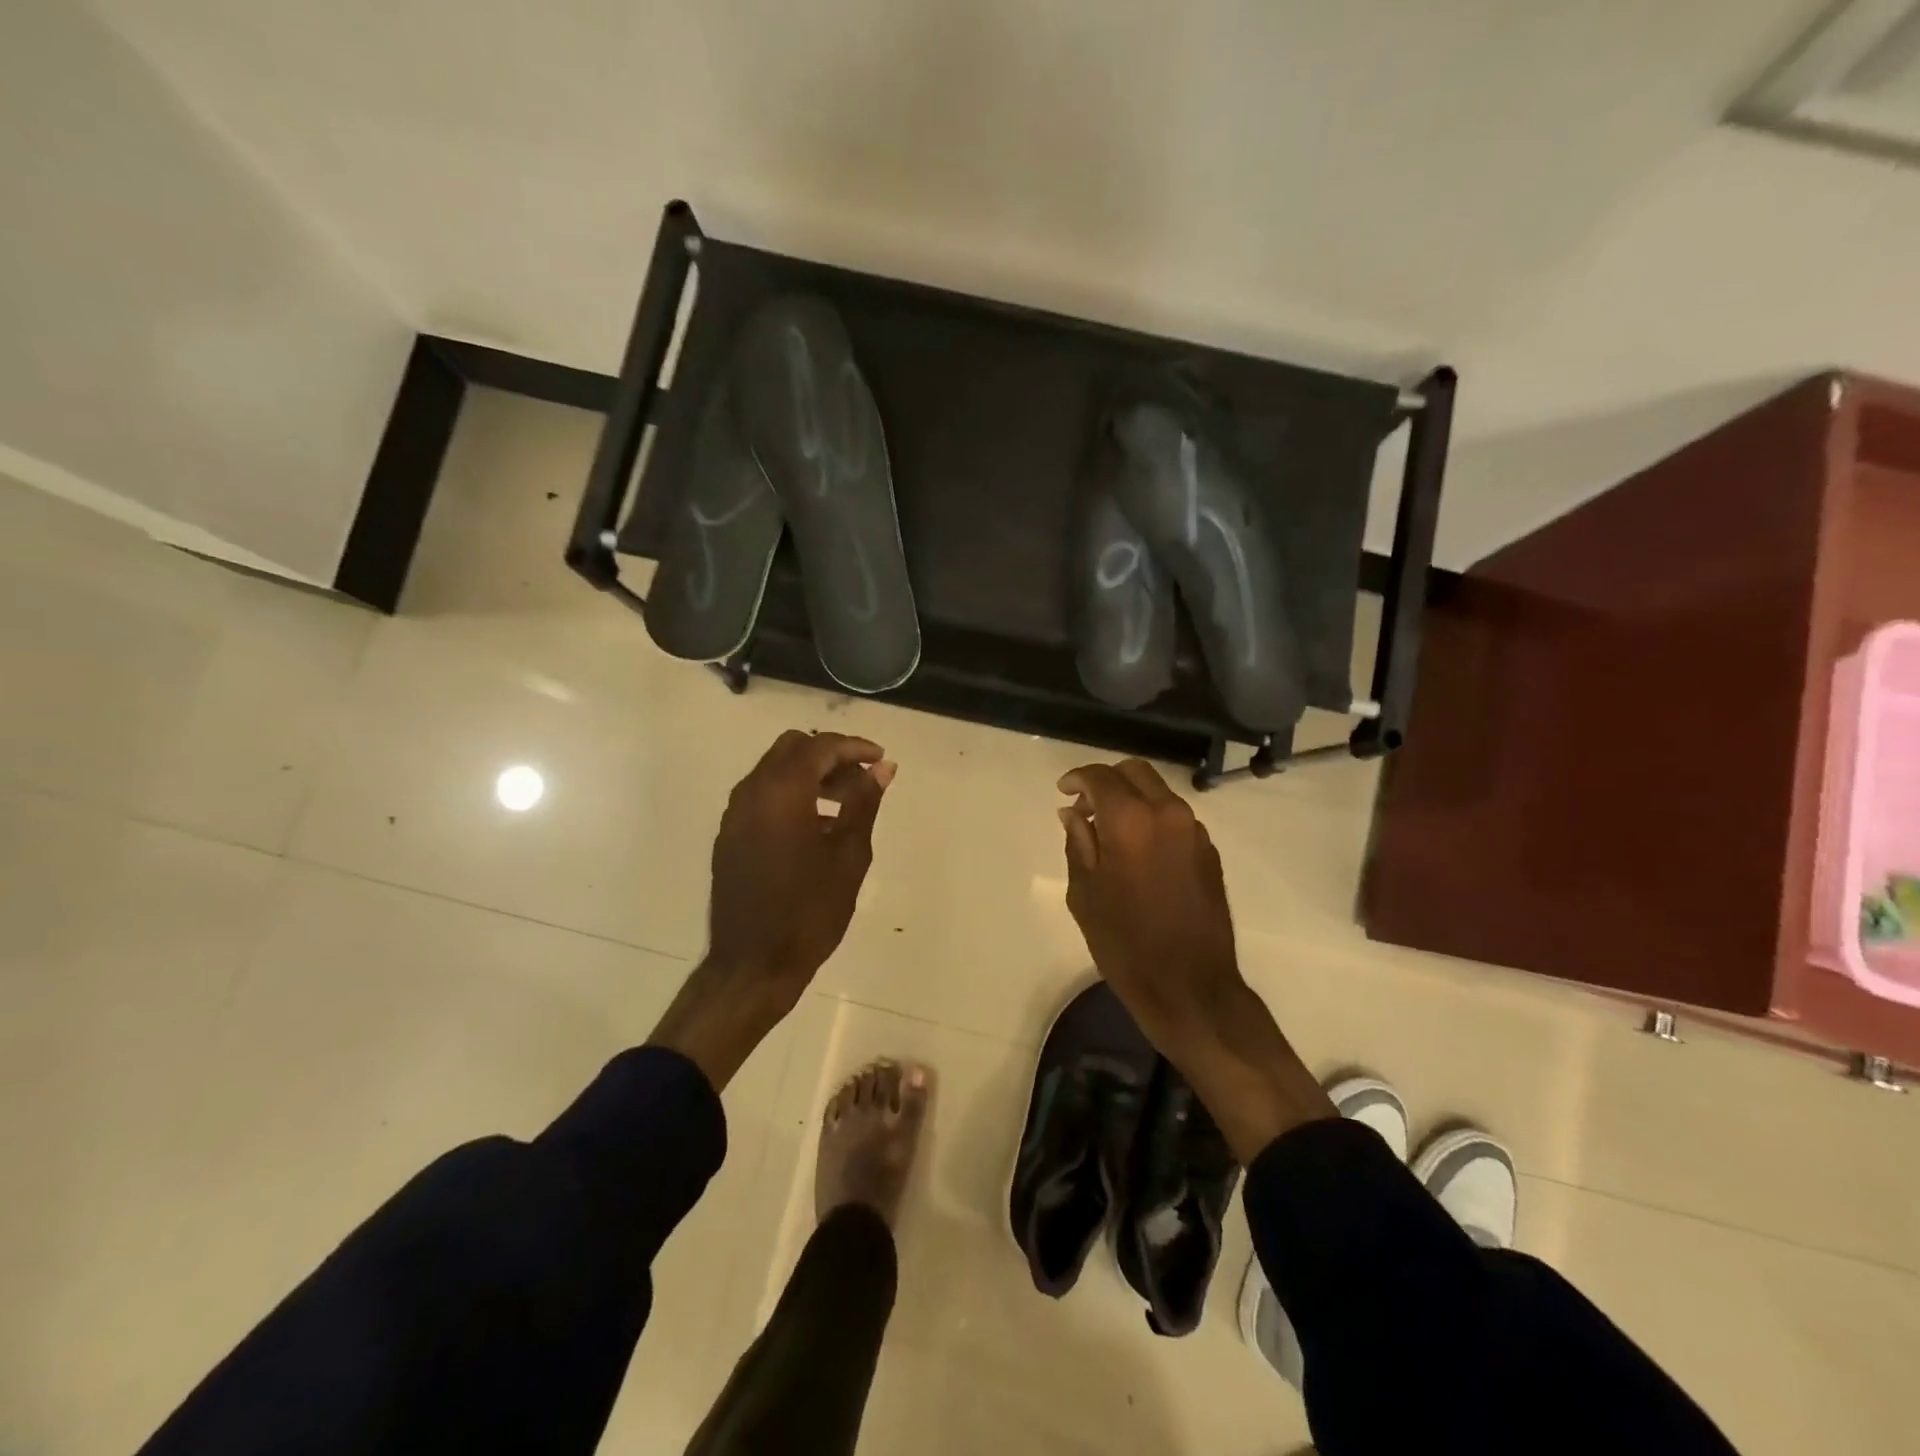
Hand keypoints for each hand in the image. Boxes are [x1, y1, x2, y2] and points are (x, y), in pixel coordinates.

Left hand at [708, 729, 893, 992]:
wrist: (753, 964)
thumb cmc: (809, 910)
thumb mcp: (849, 855)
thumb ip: (864, 803)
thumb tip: (883, 768)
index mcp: (782, 791)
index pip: (820, 746)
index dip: (854, 747)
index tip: (881, 760)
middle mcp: (752, 792)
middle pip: (792, 749)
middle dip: (830, 756)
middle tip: (861, 781)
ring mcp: (735, 814)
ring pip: (774, 771)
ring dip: (810, 776)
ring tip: (844, 806)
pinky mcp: (729, 836)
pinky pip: (762, 797)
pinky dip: (790, 795)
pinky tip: (816, 828)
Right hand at [1055, 758, 1240, 1049]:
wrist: (1189, 986)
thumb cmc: (1124, 942)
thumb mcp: (1084, 892)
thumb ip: (1078, 842)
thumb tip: (1073, 813)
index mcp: (1131, 820)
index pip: (1100, 776)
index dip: (1077, 778)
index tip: (1063, 791)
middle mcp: (1168, 813)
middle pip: (1135, 772)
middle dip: (1107, 781)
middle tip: (1085, 807)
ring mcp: (1194, 831)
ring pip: (1158, 793)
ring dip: (1131, 799)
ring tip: (1108, 831)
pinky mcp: (1209, 852)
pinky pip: (1175, 818)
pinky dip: (1152, 819)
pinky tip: (1137, 852)